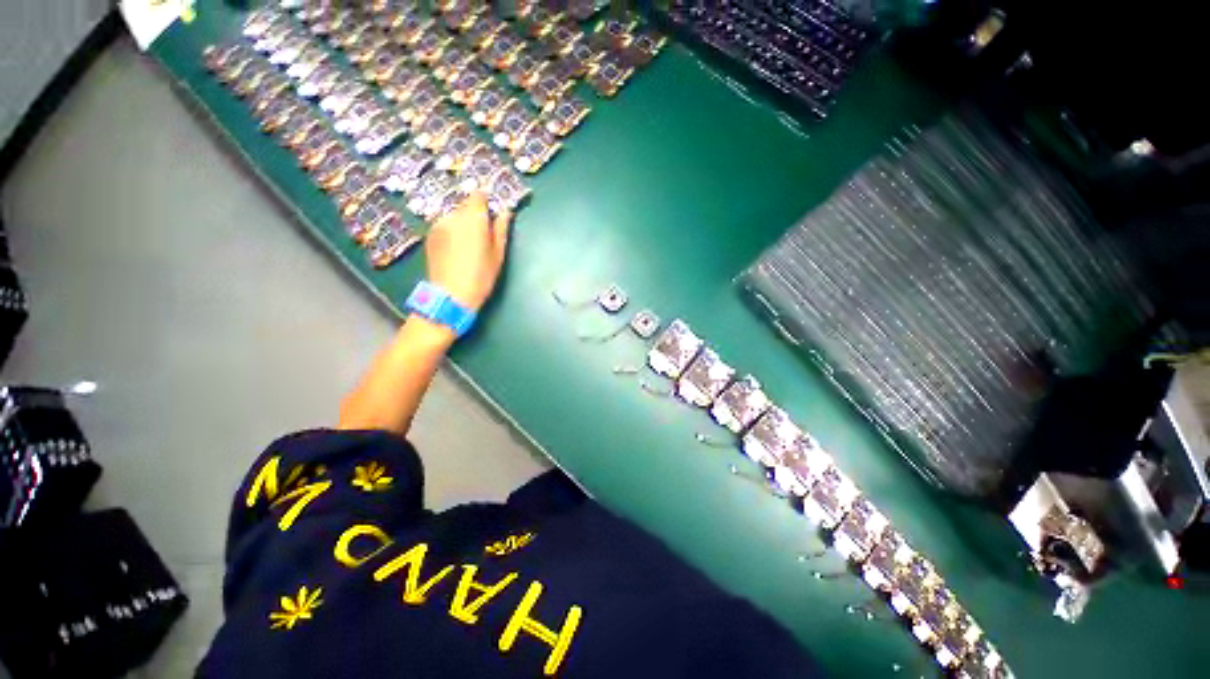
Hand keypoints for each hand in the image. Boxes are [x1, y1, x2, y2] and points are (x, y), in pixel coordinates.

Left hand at [424, 192, 511, 311]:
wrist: (450, 294)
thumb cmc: (481, 276)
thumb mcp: (498, 254)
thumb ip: (501, 229)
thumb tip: (506, 212)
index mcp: (473, 218)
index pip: (479, 195)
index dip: (487, 201)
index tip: (493, 213)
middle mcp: (453, 215)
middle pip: (466, 205)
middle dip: (475, 214)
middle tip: (483, 234)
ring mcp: (439, 224)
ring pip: (454, 215)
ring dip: (462, 223)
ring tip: (468, 245)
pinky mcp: (430, 235)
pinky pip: (445, 225)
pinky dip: (452, 231)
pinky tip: (456, 249)